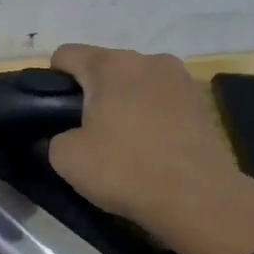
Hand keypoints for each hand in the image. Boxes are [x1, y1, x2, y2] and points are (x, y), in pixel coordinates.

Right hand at [48, 44, 253, 253]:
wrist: (197, 199)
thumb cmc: (124, 169)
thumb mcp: (65, 158)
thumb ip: (53, 137)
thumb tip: (64, 135)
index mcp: (111, 64)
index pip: (66, 55)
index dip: (51, 81)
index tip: (52, 112)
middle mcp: (148, 59)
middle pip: (104, 67)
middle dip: (90, 92)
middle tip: (84, 132)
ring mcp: (180, 79)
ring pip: (135, 83)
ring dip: (123, 103)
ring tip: (120, 141)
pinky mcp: (201, 103)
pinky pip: (161, 101)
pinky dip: (149, 116)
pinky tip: (149, 147)